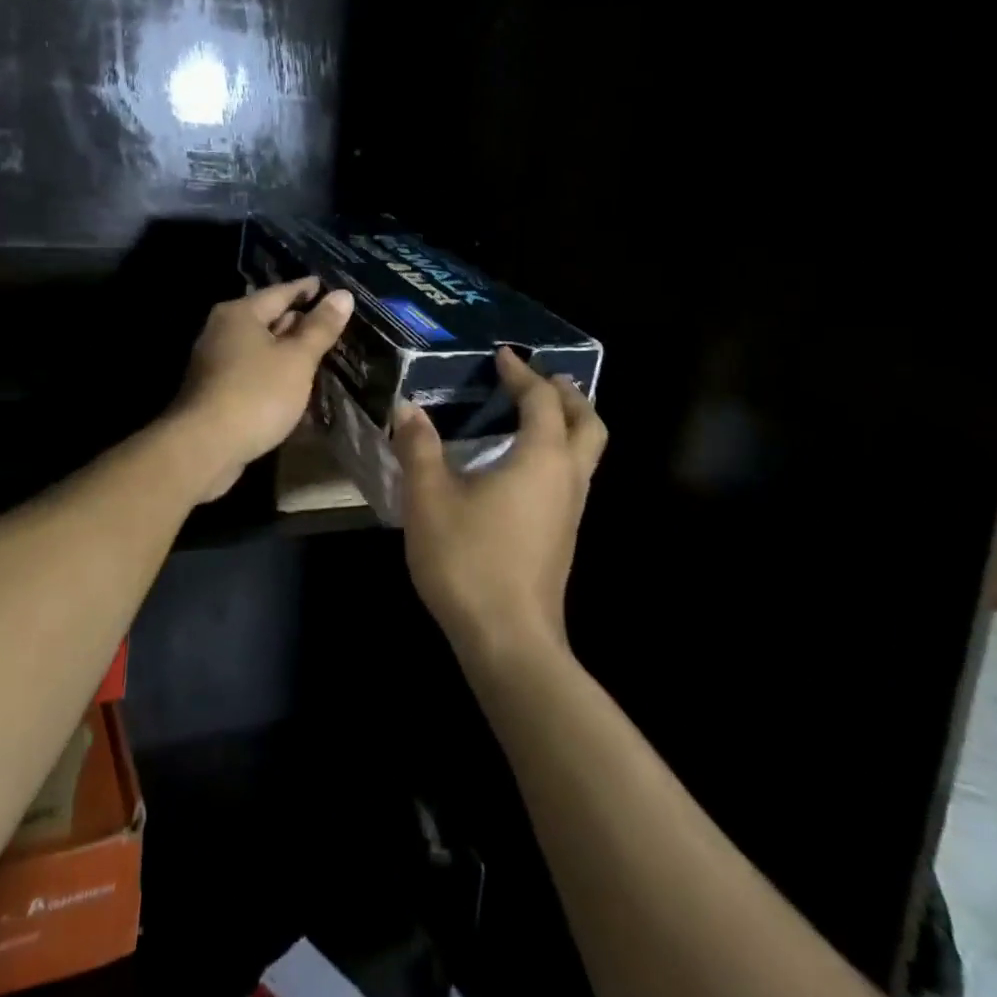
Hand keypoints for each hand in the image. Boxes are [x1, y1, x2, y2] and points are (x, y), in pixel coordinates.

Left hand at [169, 277, 354, 502]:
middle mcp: (222, 330)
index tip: (329, 288)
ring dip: (285, 350)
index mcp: (240, 313)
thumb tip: (343, 295)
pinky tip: (291, 383)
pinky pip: (251, 371)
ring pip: (258, 347)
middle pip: (266, 318)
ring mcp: (214, 361)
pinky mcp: (214, 390)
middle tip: (329, 323)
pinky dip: (272, 372)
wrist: (204, 447)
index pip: (280, 292)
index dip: (307, 289)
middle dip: (297, 321)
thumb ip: (320, 328)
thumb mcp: (297, 359)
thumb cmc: (255, 394)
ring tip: (317, 353)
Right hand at [394, 348, 607, 666]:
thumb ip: (420, 449)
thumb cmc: (468, 560)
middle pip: (588, 424)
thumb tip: (409, 409)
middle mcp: (567, 478)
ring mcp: (571, 511)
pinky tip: (523, 467)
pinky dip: (559, 454)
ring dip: (570, 425)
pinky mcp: (564, 537)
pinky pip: (573, 477)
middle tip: (545, 379)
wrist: (508, 639)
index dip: (523, 375)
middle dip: (569, 395)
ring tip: (537, 415)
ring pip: (586, 454)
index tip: (503, 357)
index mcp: (541, 458)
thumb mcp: (429, 499)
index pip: (542, 401)